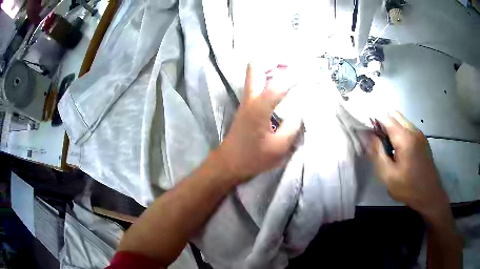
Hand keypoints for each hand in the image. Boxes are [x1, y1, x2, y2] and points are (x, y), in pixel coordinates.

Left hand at [216, 63, 300, 182]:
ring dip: (272, 67)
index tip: (311, 76)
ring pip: (255, 72)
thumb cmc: (253, 158)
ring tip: (290, 72)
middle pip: (256, 65)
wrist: (229, 163)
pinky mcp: (247, 106)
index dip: (296, 77)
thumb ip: (293, 126)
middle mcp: (251, 98)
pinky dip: (269, 78)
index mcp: (259, 107)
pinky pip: (257, 83)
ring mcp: (247, 100)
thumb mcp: (279, 147)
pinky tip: (282, 87)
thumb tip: (301, 111)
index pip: (280, 84)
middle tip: (292, 66)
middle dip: (275, 60)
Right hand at [370, 112, 449, 220]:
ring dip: (392, 127)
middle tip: (378, 141)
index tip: (367, 133)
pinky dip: (400, 131)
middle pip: (394, 114)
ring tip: (388, 147)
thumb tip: (366, 136)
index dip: (374, 121)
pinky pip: (408, 127)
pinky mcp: (423, 139)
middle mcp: (413, 130)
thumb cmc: (408, 187)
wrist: (429, 195)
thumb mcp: (388, 175)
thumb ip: (377, 153)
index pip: (386, 117)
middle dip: (383, 123)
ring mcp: (420, 134)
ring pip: (401, 120)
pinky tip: (399, 149)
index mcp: (405, 138)